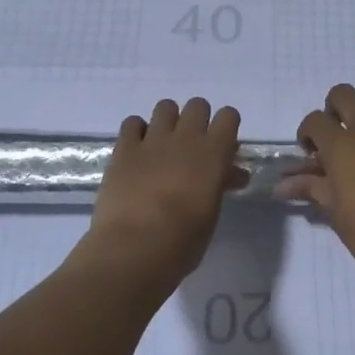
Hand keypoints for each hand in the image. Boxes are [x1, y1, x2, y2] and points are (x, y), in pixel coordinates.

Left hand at [84, 98, 243, 288]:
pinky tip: (137, 151)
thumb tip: (230, 174)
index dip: (226, 127)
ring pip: (165, 106)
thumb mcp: (212, 212)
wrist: (134, 249)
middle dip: (198, 120)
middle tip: (192, 147)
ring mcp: (153, 140)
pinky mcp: (124, 149)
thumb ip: (220, 184)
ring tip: (163, 146)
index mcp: (214, 152)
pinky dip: (137, 131)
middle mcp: (186, 137)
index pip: (228, 116)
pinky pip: (132, 122)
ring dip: (168, 120)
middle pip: (198, 105)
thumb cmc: (183, 241)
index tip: (222, 147)